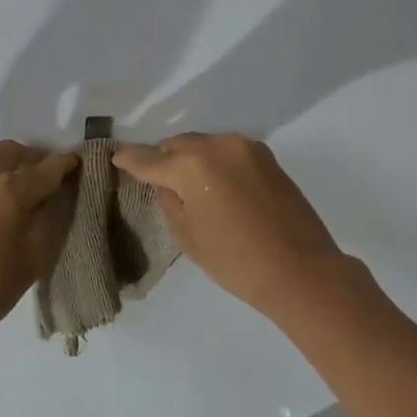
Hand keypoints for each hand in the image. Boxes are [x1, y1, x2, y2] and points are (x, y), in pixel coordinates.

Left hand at [0, 141, 78, 359]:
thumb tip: (55, 198)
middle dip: (37, 161)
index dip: (69, 164)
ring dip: (11, 171)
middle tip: (51, 181)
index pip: (49, 167)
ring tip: (22, 200)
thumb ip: (49, 220)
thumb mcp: (33, 260)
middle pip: (16, 153)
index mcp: (9, 189)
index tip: (82, 163)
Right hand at [113, 132, 356, 318]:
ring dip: (190, 158)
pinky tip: (214, 184)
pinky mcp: (267, 157)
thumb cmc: (236, 261)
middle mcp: (218, 146)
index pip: (150, 159)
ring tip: (186, 182)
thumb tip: (167, 186)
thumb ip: (170, 202)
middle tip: (153, 176)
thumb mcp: (188, 237)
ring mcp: (246, 148)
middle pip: (178, 145)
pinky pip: (228, 152)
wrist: (301, 271)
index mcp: (191, 165)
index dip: (130, 159)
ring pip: (204, 145)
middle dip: (163, 158)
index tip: (116, 156)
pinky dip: (214, 162)